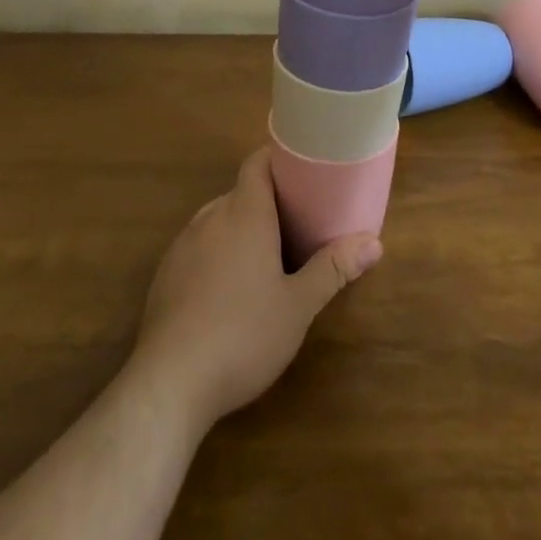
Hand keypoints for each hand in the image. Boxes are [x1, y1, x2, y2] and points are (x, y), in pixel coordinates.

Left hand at [132, 149, 380, 433]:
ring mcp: (183, 244)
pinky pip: (198, 246)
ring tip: (267, 256)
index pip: (257, 163)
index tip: (303, 170)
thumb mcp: (298, 306)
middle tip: (297, 223)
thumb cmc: (243, 334)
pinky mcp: (165, 273)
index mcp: (244, 213)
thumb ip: (333, 269)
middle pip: (240, 192)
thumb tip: (375, 242)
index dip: (278, 159)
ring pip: (218, 219)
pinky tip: (228, 289)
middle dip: (267, 201)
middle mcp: (211, 217)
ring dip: (241, 228)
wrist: (170, 381)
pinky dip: (217, 252)